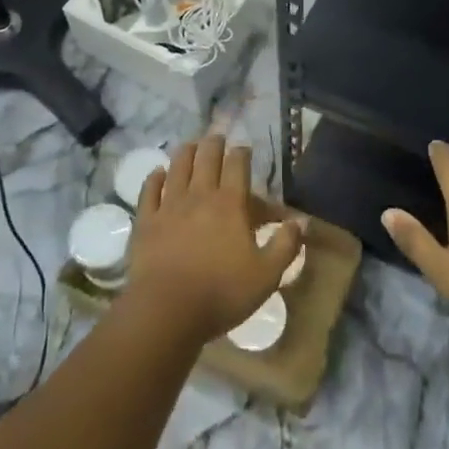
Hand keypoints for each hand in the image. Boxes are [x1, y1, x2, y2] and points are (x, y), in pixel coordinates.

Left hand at [125, 136, 302, 342]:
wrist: (166, 311)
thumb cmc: (222, 293)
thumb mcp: (266, 275)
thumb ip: (286, 246)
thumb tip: (302, 221)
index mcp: (230, 204)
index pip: (237, 166)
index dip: (241, 153)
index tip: (244, 148)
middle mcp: (199, 195)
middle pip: (206, 158)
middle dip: (213, 144)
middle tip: (217, 138)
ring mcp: (169, 206)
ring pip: (177, 167)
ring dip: (185, 152)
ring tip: (190, 144)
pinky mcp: (146, 221)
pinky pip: (149, 190)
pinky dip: (154, 178)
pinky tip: (158, 173)